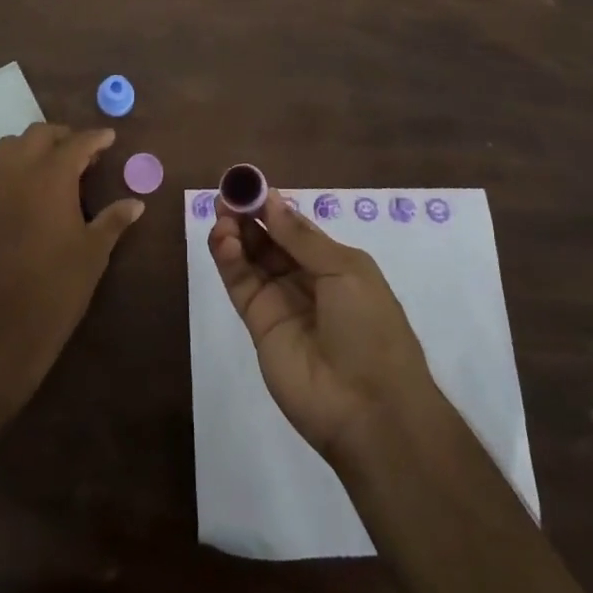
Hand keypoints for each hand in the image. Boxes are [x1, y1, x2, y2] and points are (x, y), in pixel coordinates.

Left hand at [0, 123, 142, 398]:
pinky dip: (14, 167)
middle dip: (63, 136)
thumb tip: (136, 203)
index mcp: (51, 177)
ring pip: (10, 146)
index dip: (96, 138)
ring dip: (33, 147)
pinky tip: (29, 191)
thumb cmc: (56, 288)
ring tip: (54, 167)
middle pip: (39, 134)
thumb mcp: (93, 253)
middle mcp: (18, 172)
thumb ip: (113, 220)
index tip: (109, 138)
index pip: (77, 143)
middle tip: (84, 153)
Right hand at [209, 187, 440, 462]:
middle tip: (226, 197)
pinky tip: (223, 241)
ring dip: (235, 235)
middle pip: (268, 240)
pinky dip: (229, 261)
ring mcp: (280, 302)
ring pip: (251, 259)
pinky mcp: (259, 325)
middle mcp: (305, 279)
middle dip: (248, 216)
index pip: (294, 227)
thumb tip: (272, 199)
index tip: (247, 184)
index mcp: (334, 263)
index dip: (271, 205)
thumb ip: (302, 237)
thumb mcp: (345, 271)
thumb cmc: (369, 329)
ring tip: (222, 217)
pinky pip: (241, 285)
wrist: (369, 408)